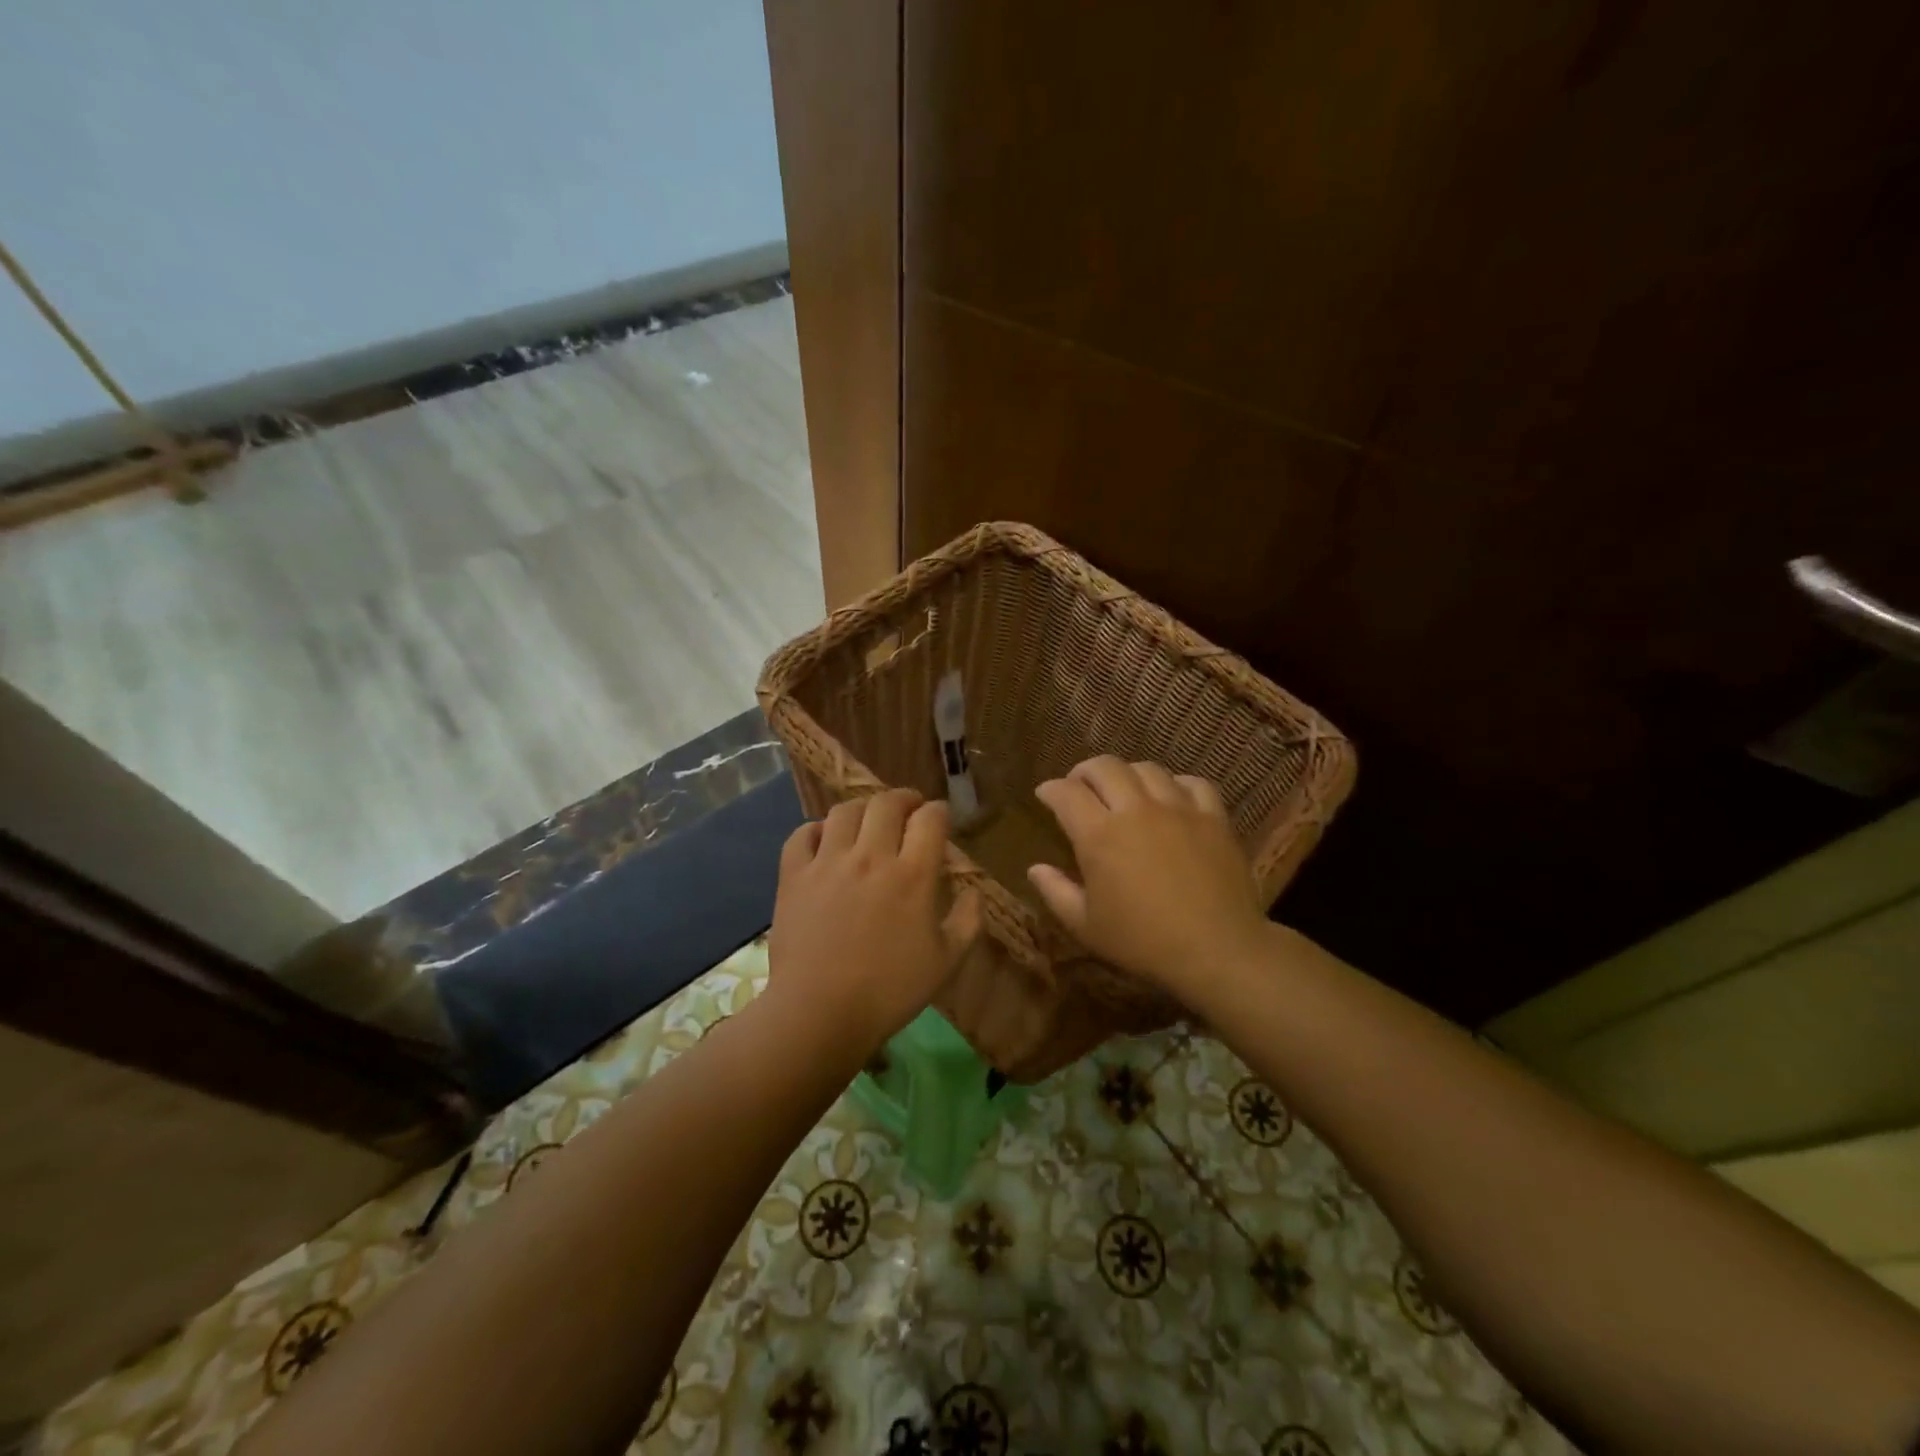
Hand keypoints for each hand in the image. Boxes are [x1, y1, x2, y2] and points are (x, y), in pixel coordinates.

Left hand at [767, 789, 981, 1054]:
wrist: (819, 1013)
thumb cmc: (890, 992)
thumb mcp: (947, 962)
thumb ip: (968, 920)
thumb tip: (974, 890)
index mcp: (913, 875)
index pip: (930, 818)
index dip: (939, 811)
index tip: (940, 820)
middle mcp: (871, 857)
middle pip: (887, 803)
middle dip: (904, 798)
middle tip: (908, 810)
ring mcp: (828, 863)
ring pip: (845, 811)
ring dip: (862, 810)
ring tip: (868, 823)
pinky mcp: (794, 875)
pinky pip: (802, 834)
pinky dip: (816, 830)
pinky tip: (825, 841)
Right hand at [1027, 757, 1265, 998]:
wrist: (1217, 950)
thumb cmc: (1143, 942)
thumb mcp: (1086, 926)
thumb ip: (1056, 892)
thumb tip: (1035, 868)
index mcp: (1099, 835)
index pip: (1066, 793)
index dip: (1050, 789)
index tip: (1045, 795)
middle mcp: (1136, 810)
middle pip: (1105, 767)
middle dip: (1084, 771)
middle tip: (1079, 786)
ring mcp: (1178, 809)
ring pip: (1147, 769)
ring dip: (1127, 774)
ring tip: (1124, 789)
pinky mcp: (1213, 817)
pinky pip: (1193, 783)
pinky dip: (1175, 784)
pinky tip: (1171, 798)